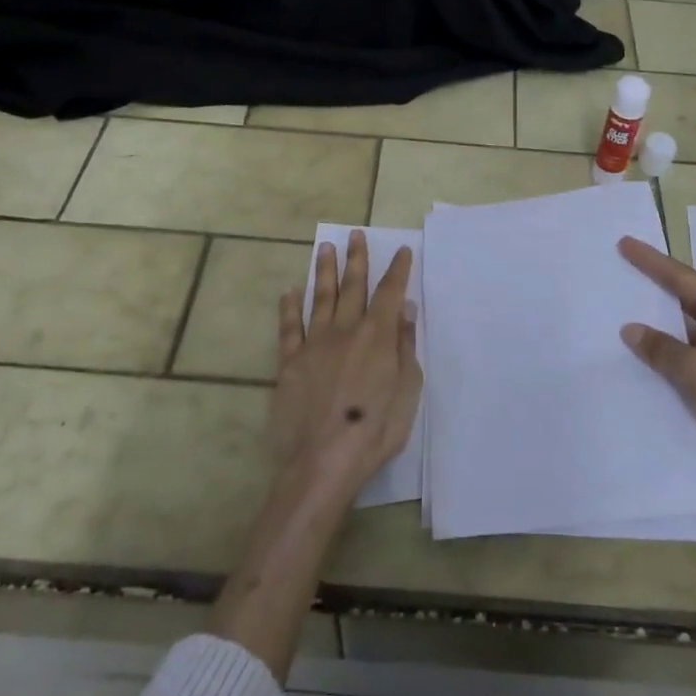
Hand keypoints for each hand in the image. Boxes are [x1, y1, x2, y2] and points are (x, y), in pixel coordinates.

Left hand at [273, 229, 422, 504]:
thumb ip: (405, 347)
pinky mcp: (289, 363)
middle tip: (356, 234)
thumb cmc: (375, 431)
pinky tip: (290, 291)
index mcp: (377, 337)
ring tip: (325, 247)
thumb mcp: (406, 391)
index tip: (401, 250)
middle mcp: (345, 331)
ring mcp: (314, 344)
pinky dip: (289, 307)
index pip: (389, 293)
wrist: (321, 461)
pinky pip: (289, 327)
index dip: (397, 270)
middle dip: (357, 259)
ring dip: (325, 271)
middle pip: (353, 287)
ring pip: (321, 298)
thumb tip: (405, 310)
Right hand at [616, 236, 695, 479]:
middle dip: (655, 291)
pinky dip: (674, 353)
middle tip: (621, 275)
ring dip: (663, 327)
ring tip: (625, 315)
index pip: (683, 278)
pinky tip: (649, 358)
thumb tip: (631, 329)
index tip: (625, 242)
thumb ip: (660, 348)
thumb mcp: (695, 372)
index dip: (651, 261)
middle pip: (688, 299)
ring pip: (691, 330)